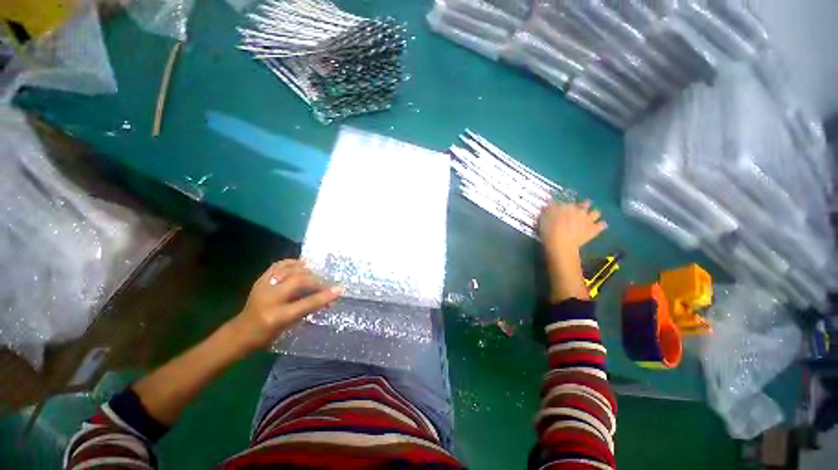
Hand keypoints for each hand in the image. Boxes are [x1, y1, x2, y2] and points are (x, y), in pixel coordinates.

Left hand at [228, 260, 341, 351]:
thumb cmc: (266, 335)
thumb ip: (307, 309)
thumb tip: (327, 297)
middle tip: (325, 284)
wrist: (240, 332)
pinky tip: (301, 265)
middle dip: (316, 281)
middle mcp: (270, 298)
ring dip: (306, 270)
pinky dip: (292, 263)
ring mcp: (263, 286)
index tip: (340, 289)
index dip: (324, 295)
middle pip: (299, 281)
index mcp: (277, 316)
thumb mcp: (289, 326)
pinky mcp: (260, 279)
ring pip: (290, 270)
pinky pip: (279, 265)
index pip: (306, 303)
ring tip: (315, 273)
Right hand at [538, 201, 606, 301]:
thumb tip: (550, 204)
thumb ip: (549, 210)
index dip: (564, 205)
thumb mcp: (544, 219)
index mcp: (568, 207)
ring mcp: (589, 220)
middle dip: (583, 205)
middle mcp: (580, 211)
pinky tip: (599, 226)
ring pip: (596, 212)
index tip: (561, 209)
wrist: (561, 245)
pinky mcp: (593, 230)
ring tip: (590, 217)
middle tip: (578, 210)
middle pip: (585, 204)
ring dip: (593, 214)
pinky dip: (601, 225)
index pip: (568, 202)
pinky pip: (601, 225)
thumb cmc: (549, 231)